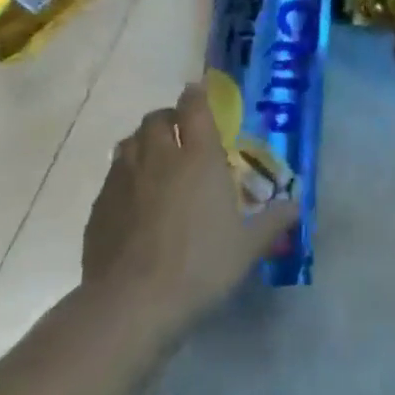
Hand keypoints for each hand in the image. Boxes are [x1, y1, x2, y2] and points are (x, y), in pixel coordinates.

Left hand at [83, 84, 298, 324]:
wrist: (133, 303)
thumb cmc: (201, 266)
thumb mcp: (247, 247)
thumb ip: (272, 221)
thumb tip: (296, 205)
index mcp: (198, 158)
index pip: (194, 108)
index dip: (196, 96)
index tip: (198, 92)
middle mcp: (158, 158)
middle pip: (156, 119)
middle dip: (167, 118)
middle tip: (179, 132)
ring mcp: (122, 180)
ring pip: (128, 143)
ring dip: (142, 142)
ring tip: (154, 159)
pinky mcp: (99, 206)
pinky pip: (112, 177)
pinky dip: (124, 176)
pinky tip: (132, 200)